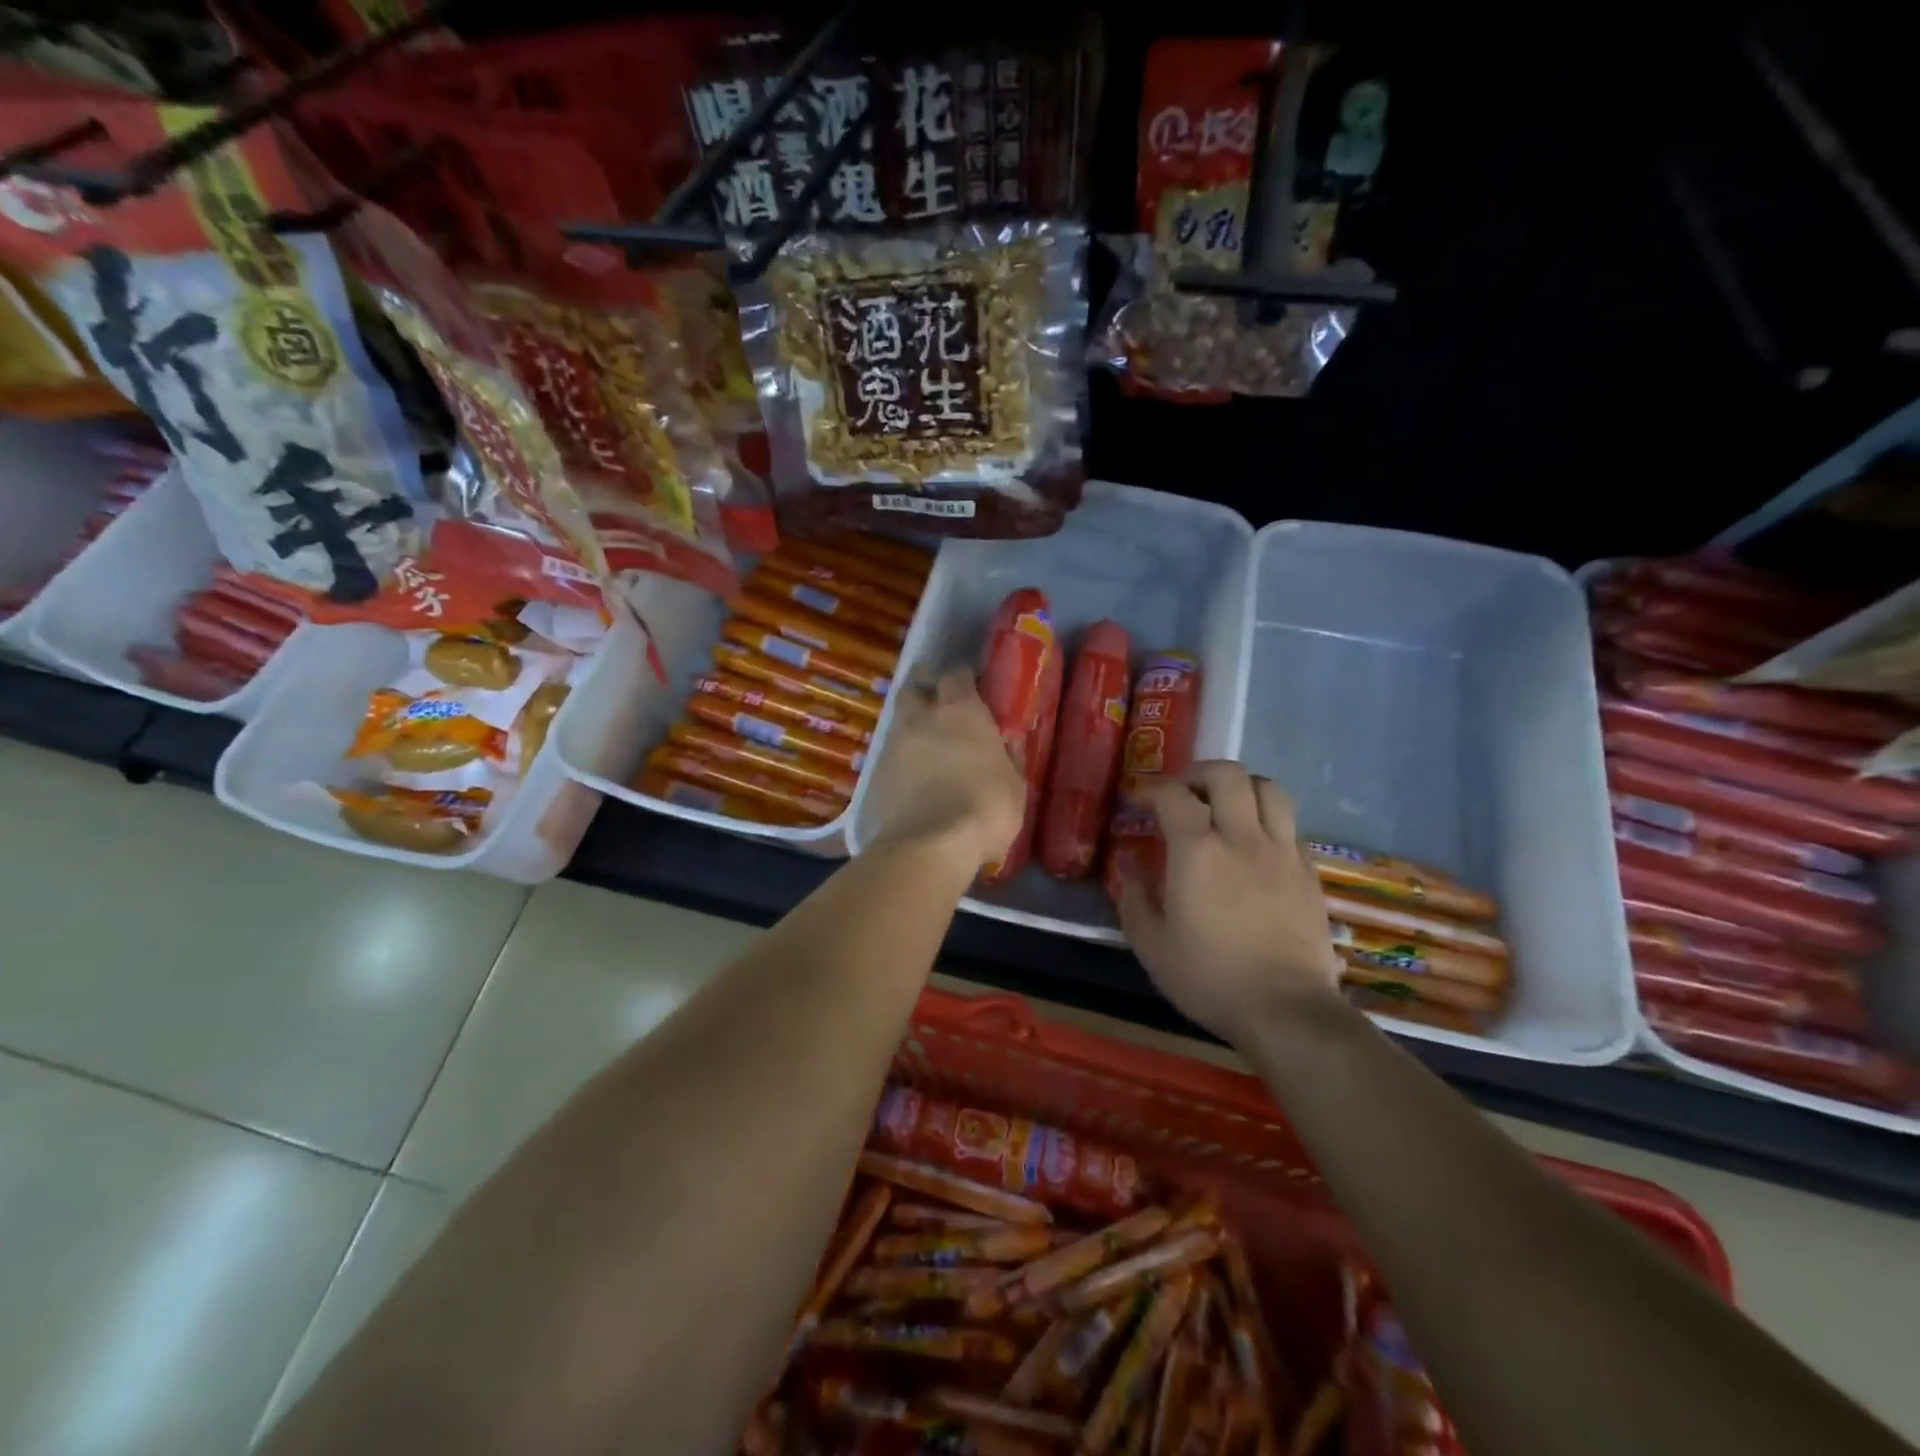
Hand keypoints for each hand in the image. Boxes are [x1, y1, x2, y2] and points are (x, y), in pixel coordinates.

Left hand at [865, 667, 1025, 871]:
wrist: (928, 845)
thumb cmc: (984, 808)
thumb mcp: (1015, 785)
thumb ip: (1009, 757)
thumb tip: (1008, 742)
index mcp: (961, 712)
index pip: (958, 675)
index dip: (964, 678)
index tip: (973, 685)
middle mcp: (923, 718)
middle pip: (916, 688)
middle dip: (926, 689)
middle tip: (940, 702)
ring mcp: (894, 745)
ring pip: (900, 720)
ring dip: (912, 724)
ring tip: (926, 742)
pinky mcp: (876, 774)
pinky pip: (891, 754)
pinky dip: (902, 757)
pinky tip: (913, 773)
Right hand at [1115, 762, 1344, 1044]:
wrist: (1286, 1010)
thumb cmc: (1209, 978)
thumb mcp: (1151, 944)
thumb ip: (1134, 897)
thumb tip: (1129, 865)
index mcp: (1198, 851)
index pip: (1173, 795)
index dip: (1151, 790)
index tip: (1138, 801)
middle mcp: (1242, 838)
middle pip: (1228, 774)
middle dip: (1199, 774)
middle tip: (1184, 793)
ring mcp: (1282, 851)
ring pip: (1269, 788)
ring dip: (1242, 787)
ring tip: (1225, 806)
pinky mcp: (1309, 870)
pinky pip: (1289, 823)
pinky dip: (1267, 819)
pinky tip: (1254, 844)